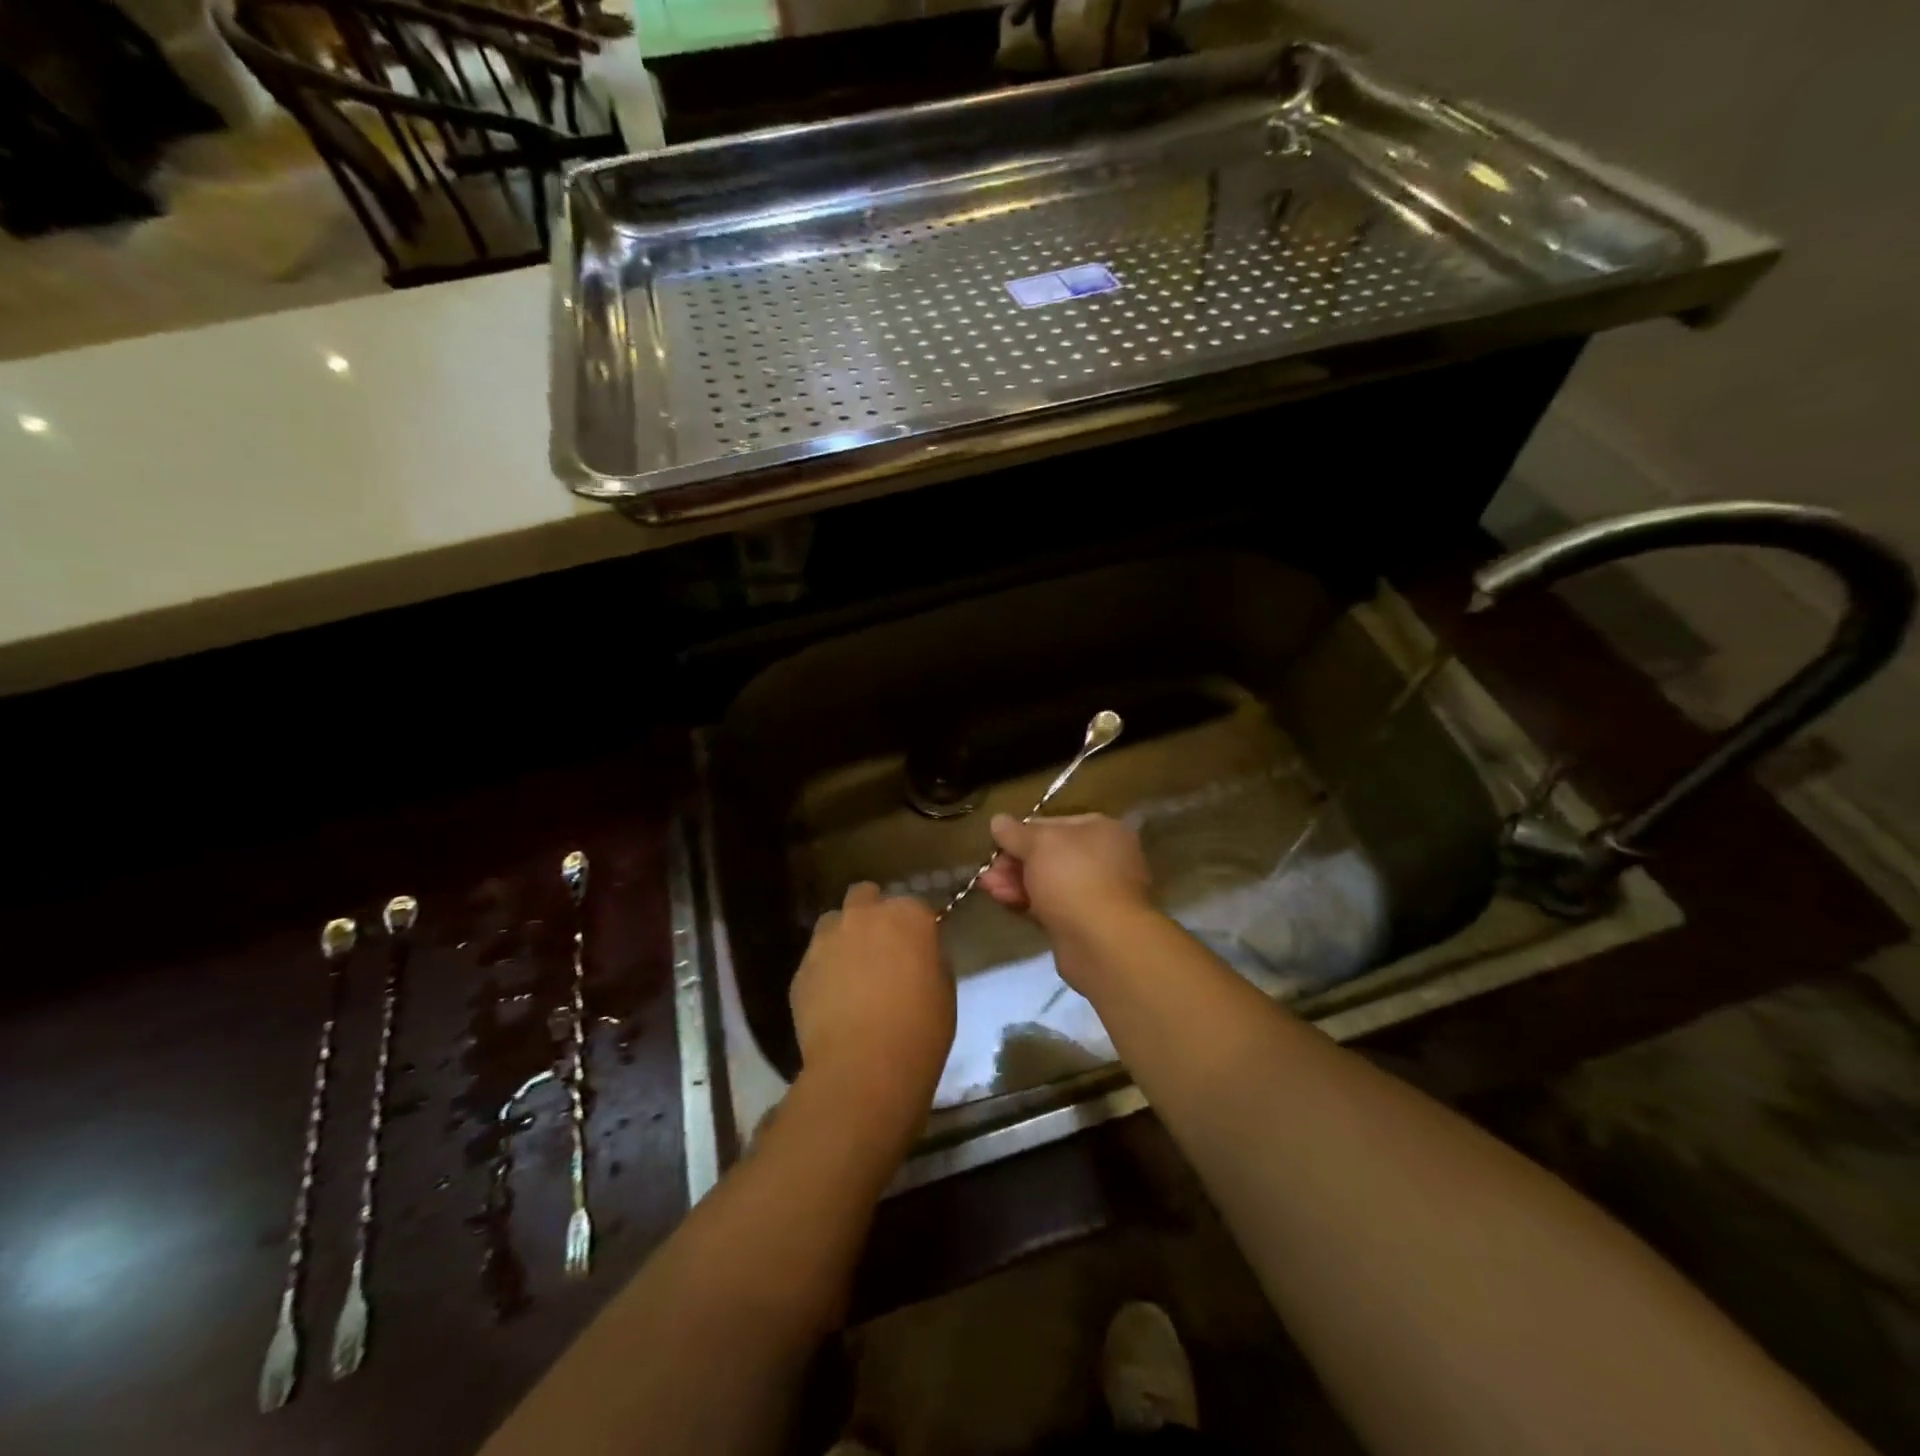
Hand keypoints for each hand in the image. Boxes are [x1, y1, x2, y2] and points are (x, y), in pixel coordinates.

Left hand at [790, 883, 954, 1135]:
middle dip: (871, 914)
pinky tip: (832, 1002)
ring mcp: (827, 939)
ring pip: (833, 923)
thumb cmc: (920, 1028)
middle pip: (864, 896)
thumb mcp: (944, 988)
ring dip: (842, 937)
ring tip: (851, 973)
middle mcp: (864, 916)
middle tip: (880, 949)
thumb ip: (928, 959)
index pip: (914, 906)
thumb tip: (916, 955)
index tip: (917, 950)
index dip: (914, 927)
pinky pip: (815, 960)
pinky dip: (824, 972)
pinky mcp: (801, 969)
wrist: (864, 1067)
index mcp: (908, 915)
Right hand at [977, 813, 1152, 936]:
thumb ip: (1016, 833)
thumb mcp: (1039, 844)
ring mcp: (1095, 893)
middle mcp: (1103, 858)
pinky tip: (1001, 900)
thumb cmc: (1074, 877)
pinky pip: (1050, 906)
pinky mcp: (1083, 923)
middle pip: (1049, 855)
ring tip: (986, 886)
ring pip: (1047, 882)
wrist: (1102, 942)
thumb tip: (997, 820)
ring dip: (1015, 881)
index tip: (996, 842)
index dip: (1022, 832)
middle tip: (988, 869)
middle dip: (1014, 861)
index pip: (1054, 824)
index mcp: (1101, 830)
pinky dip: (1026, 901)